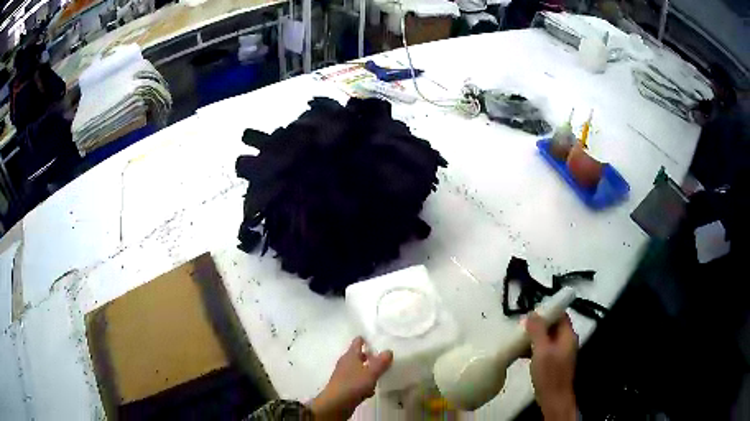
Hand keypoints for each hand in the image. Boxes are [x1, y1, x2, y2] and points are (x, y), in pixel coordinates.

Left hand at [309, 337, 392, 419]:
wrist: (336, 403)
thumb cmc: (353, 384)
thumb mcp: (371, 373)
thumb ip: (381, 362)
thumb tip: (388, 350)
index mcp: (350, 356)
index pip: (357, 343)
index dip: (364, 339)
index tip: (372, 338)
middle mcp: (346, 363)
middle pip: (357, 356)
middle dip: (368, 356)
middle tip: (381, 357)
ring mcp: (344, 376)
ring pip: (358, 370)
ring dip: (367, 371)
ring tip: (379, 374)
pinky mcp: (344, 387)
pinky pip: (357, 382)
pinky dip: (364, 384)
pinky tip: (371, 390)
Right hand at [526, 313, 578, 420]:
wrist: (553, 398)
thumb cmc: (549, 373)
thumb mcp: (542, 350)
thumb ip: (538, 331)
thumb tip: (532, 313)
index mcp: (567, 335)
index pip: (561, 314)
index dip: (548, 310)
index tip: (531, 311)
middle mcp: (566, 341)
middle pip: (553, 326)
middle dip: (538, 324)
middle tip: (521, 325)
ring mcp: (560, 353)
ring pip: (547, 338)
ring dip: (534, 336)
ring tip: (518, 338)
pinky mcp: (553, 362)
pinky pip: (544, 349)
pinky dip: (534, 348)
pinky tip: (521, 352)